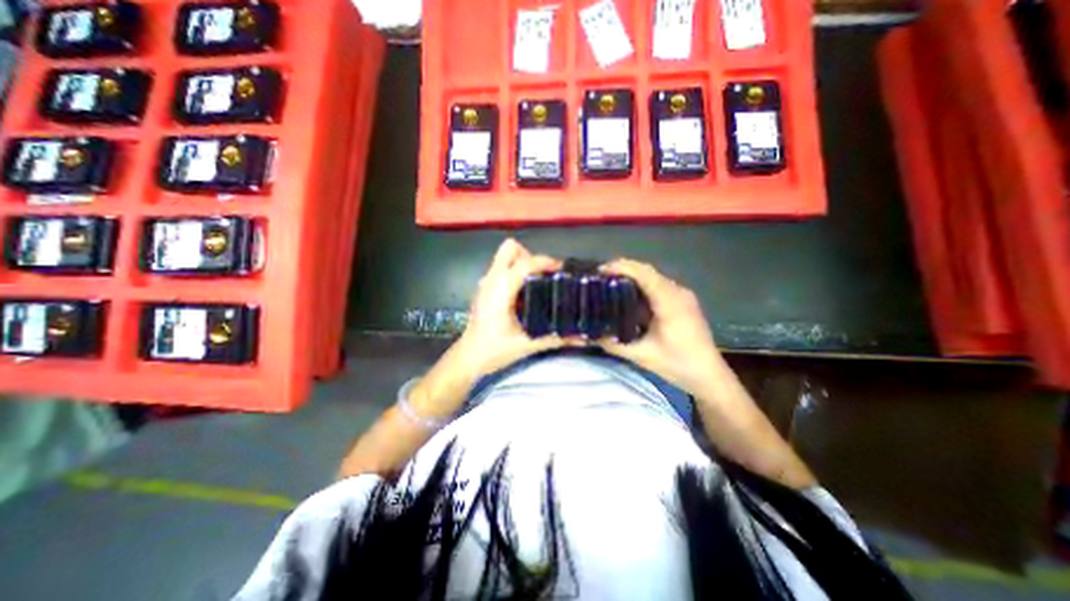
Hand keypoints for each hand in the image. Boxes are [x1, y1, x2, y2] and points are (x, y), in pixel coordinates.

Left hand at [452, 238, 562, 378]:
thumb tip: (581, 338)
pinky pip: (502, 268)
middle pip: (510, 248)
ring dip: (522, 263)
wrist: (469, 358)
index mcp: (500, 291)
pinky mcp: (484, 289)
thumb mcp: (527, 345)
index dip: (545, 262)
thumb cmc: (494, 351)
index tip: (561, 269)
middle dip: (530, 256)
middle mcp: (491, 281)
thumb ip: (554, 339)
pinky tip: (524, 293)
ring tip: (536, 283)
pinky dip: (515, 272)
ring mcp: (485, 283)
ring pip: (504, 256)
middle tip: (543, 274)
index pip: (523, 263)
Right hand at [598, 256, 723, 394]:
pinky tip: (629, 295)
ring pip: (653, 276)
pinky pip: (659, 285)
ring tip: (610, 283)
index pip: (643, 274)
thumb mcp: (642, 356)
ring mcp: (683, 295)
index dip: (621, 267)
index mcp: (669, 302)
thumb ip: (614, 344)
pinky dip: (641, 285)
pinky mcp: (683, 301)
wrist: (709, 376)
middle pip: (647, 271)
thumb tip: (589, 335)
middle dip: (623, 269)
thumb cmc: (678, 364)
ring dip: (632, 276)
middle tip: (600, 277)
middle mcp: (678, 292)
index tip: (600, 271)